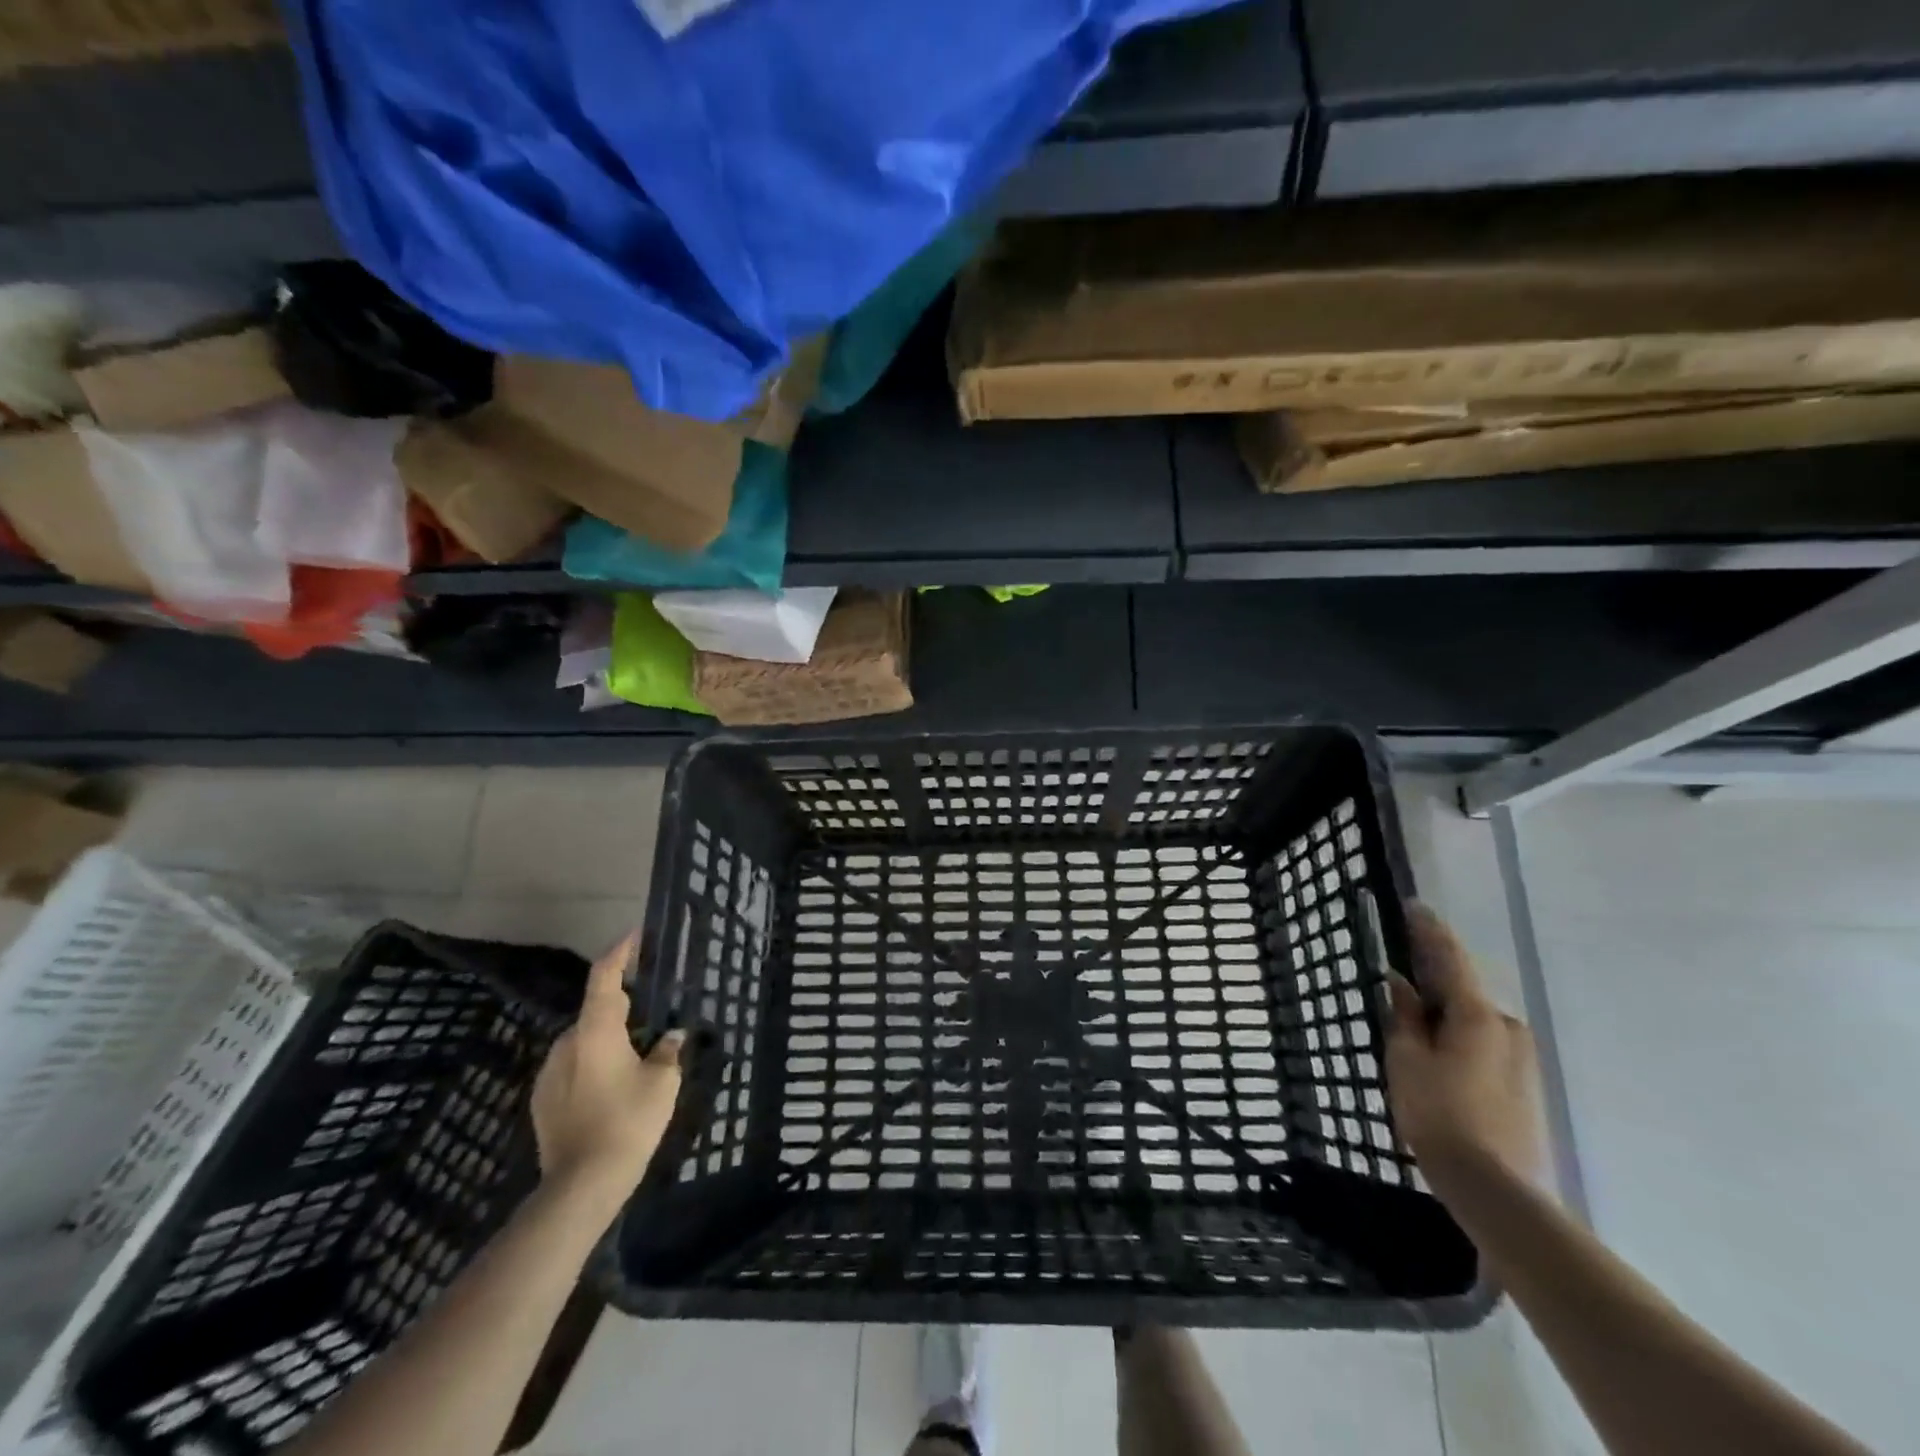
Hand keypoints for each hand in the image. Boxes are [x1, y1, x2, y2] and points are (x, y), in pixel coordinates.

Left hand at [531, 932, 683, 1195]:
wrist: (579, 1186)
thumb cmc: (628, 1121)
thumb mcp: (662, 1082)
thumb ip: (668, 1051)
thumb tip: (671, 1036)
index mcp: (595, 1030)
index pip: (604, 976)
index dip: (620, 952)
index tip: (636, 936)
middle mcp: (566, 1043)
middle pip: (595, 1010)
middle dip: (621, 1004)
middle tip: (651, 1009)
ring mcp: (549, 1073)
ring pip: (584, 1040)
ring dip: (608, 1037)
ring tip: (636, 1052)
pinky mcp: (542, 1101)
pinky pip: (573, 1066)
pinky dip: (594, 1063)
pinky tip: (613, 1085)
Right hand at [1384, 904, 1542, 1189]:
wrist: (1497, 1192)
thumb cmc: (1440, 1115)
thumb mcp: (1407, 1060)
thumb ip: (1404, 1017)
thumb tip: (1402, 984)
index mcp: (1477, 1015)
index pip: (1450, 959)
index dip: (1429, 931)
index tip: (1415, 906)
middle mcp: (1507, 1028)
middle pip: (1462, 992)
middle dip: (1432, 981)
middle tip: (1399, 975)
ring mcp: (1522, 1061)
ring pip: (1472, 1023)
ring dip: (1443, 1015)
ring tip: (1410, 1022)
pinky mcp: (1524, 1088)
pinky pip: (1482, 1047)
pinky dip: (1456, 1039)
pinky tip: (1435, 1055)